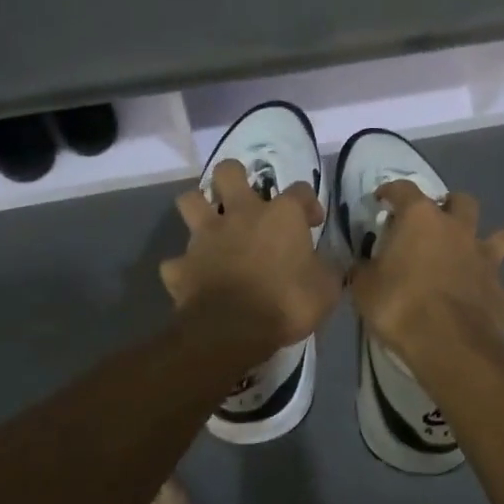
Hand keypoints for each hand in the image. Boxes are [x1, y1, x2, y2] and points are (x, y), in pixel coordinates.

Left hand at [161, 159, 340, 355]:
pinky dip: (183, 267)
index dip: (308, 203)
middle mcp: (240, 213)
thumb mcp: (326, 290)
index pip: (300, 190)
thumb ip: (326, 271)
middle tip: (244, 199)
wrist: (233, 331)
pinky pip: (176, 261)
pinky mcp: (182, 265)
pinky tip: (193, 277)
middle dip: (234, 178)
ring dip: (198, 209)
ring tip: (210, 225)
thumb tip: (327, 266)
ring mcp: (206, 237)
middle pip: (228, 171)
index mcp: (281, 215)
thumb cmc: (287, 303)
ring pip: (189, 201)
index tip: (312, 222)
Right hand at [347, 181, 503, 366]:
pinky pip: (499, 288)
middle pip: (462, 201)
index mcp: (421, 218)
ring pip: (497, 238)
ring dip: (485, 243)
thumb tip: (361, 267)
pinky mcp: (502, 293)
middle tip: (435, 224)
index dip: (391, 191)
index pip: (404, 189)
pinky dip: (490, 294)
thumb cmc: (400, 305)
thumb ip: (364, 270)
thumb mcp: (364, 288)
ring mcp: (485, 260)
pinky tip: (480, 307)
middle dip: (451, 207)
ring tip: (470, 257)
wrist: (450, 345)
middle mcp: (458, 229)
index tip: (382, 199)